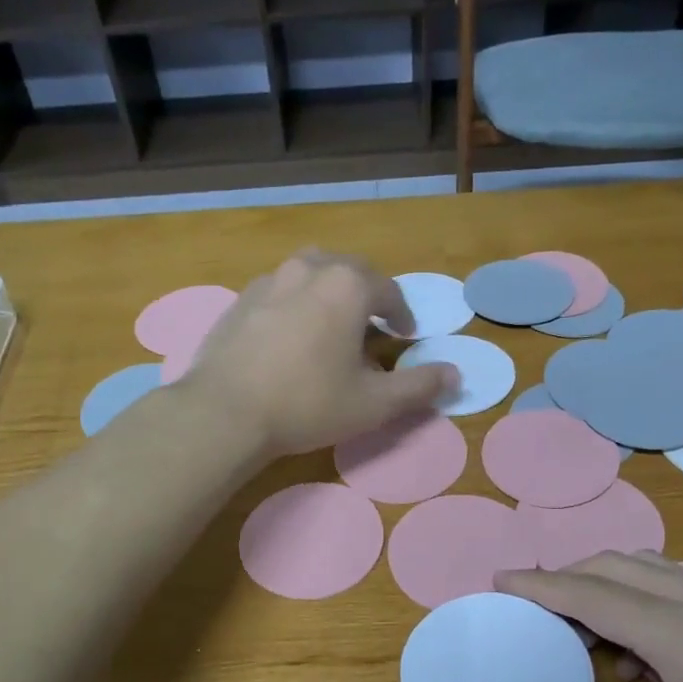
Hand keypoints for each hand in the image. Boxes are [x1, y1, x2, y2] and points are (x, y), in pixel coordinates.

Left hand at [181, 251, 456, 456]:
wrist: (225, 412)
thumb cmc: (308, 404)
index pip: (388, 290)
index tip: (404, 335)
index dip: (402, 313)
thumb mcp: (374, 404)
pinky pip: (280, 291)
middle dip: (367, 293)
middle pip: (349, 270)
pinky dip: (296, 304)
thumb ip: (419, 387)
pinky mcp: (240, 300)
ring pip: (311, 273)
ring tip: (332, 325)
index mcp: (348, 286)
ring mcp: (269, 281)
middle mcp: (309, 269)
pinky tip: (291, 337)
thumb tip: (456, 374)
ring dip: (329, 292)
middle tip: (372, 326)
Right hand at [484, 553, 682, 681]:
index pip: (591, 593)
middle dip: (567, 579)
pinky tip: (643, 653)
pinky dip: (647, 598)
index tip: (498, 581)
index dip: (538, 585)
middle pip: (620, 566)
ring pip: (657, 571)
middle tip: (530, 610)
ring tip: (578, 628)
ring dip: (608, 585)